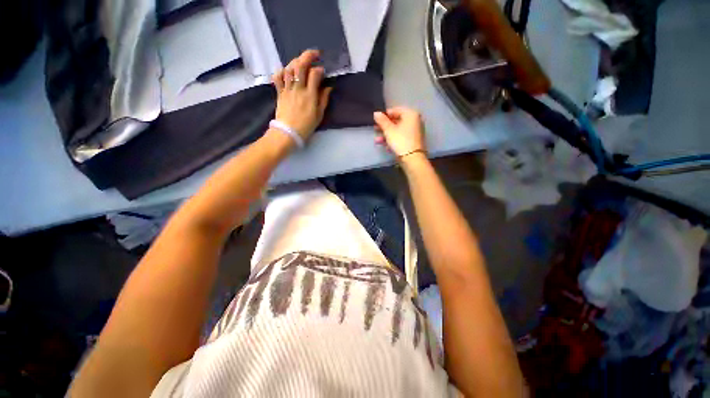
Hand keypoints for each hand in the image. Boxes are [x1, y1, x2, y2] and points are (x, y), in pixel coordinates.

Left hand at [272, 50, 332, 140]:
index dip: (319, 69)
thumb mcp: (319, 115)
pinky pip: (277, 77)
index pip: (314, 74)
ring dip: (296, 61)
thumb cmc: (306, 126)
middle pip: (300, 65)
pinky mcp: (279, 93)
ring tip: (301, 61)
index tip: (322, 72)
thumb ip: (324, 100)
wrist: (288, 133)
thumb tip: (328, 87)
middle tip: (315, 54)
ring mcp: (287, 90)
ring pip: (289, 68)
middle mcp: (298, 89)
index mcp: (310, 95)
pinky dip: (281, 71)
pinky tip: (286, 72)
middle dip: (308, 56)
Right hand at [373, 107, 426, 160]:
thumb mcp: (388, 130)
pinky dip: (393, 140)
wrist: (412, 159)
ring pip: (398, 131)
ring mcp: (415, 132)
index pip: (395, 110)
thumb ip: (382, 121)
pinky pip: (401, 137)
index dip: (384, 115)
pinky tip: (385, 146)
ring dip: (387, 135)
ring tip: (377, 141)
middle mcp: (415, 121)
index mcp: (411, 114)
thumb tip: (376, 113)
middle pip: (397, 121)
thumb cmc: (400, 141)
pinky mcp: (413, 142)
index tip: (376, 121)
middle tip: (375, 130)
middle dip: (384, 127)